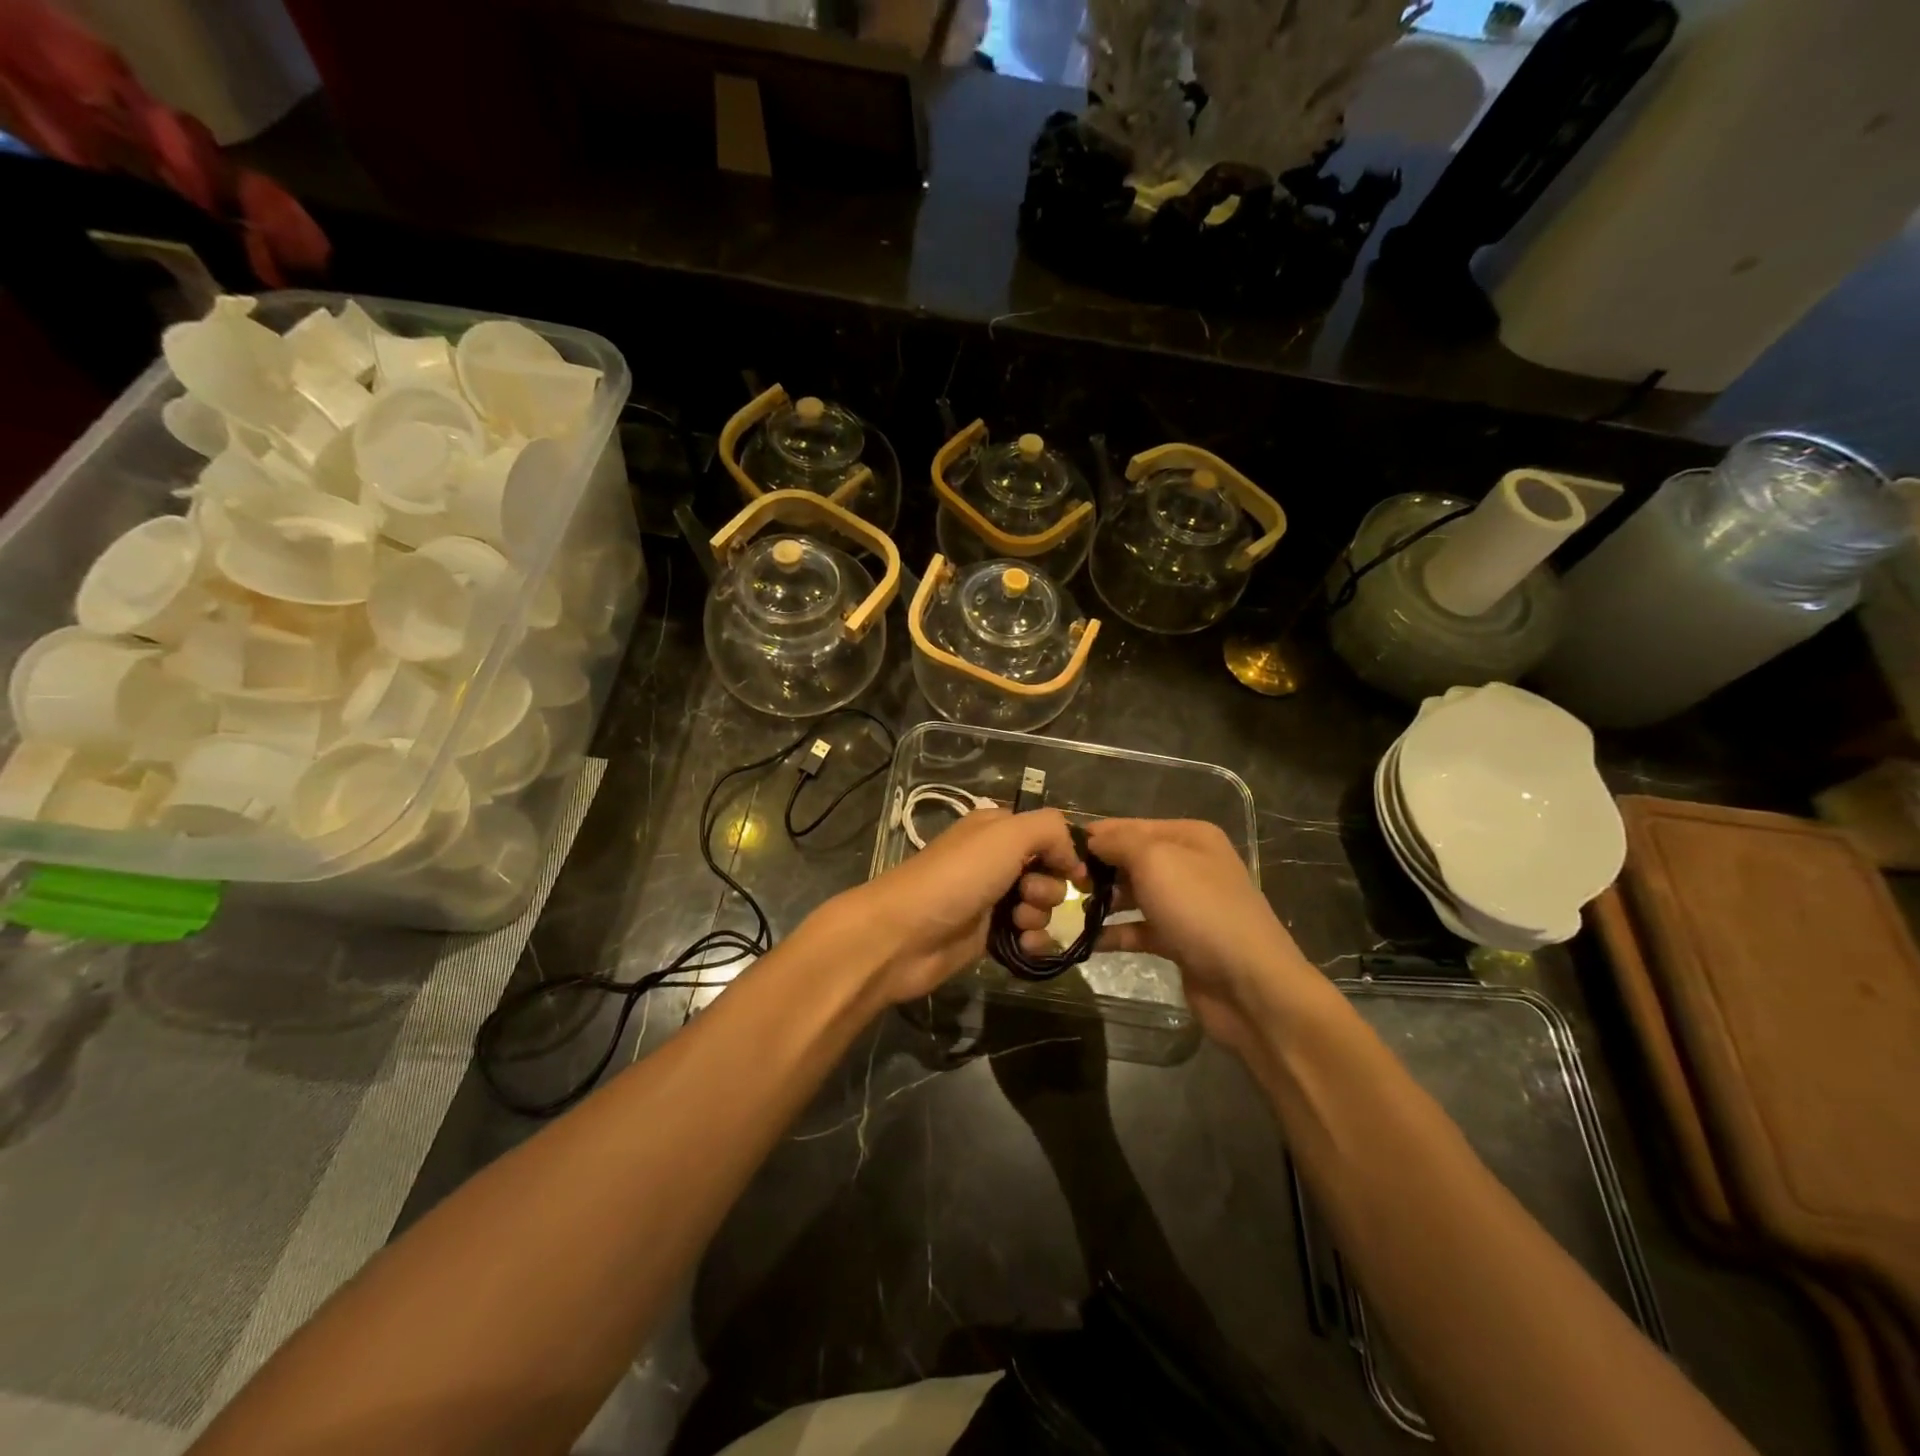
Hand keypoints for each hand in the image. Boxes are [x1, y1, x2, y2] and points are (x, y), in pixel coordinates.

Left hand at [823, 807, 1083, 1006]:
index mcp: (997, 828)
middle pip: (1050, 871)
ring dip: (1040, 915)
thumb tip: (1075, 857)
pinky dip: (1033, 941)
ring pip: (1042, 905)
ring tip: (1017, 921)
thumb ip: (1051, 830)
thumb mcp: (1008, 834)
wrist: (905, 934)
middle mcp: (997, 860)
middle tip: (1027, 894)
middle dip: (1050, 886)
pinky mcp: (989, 935)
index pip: (1049, 833)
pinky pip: (1029, 935)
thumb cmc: (958, 877)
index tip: (1075, 872)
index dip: (1066, 852)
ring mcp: (992, 898)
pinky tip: (1023, 945)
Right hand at [1011, 818, 1314, 1058]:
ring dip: (1101, 902)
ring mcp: (1185, 904)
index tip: (1054, 851)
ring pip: (1131, 895)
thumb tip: (1092, 839)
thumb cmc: (1200, 910)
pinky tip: (1084, 941)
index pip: (1129, 826)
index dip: (1094, 836)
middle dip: (1095, 870)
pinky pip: (1137, 929)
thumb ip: (1119, 843)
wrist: (1249, 984)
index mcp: (1188, 836)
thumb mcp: (1155, 860)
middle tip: (1056, 885)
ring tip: (1064, 911)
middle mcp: (1188, 864)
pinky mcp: (1179, 941)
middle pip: (1129, 860)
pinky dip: (1113, 933)